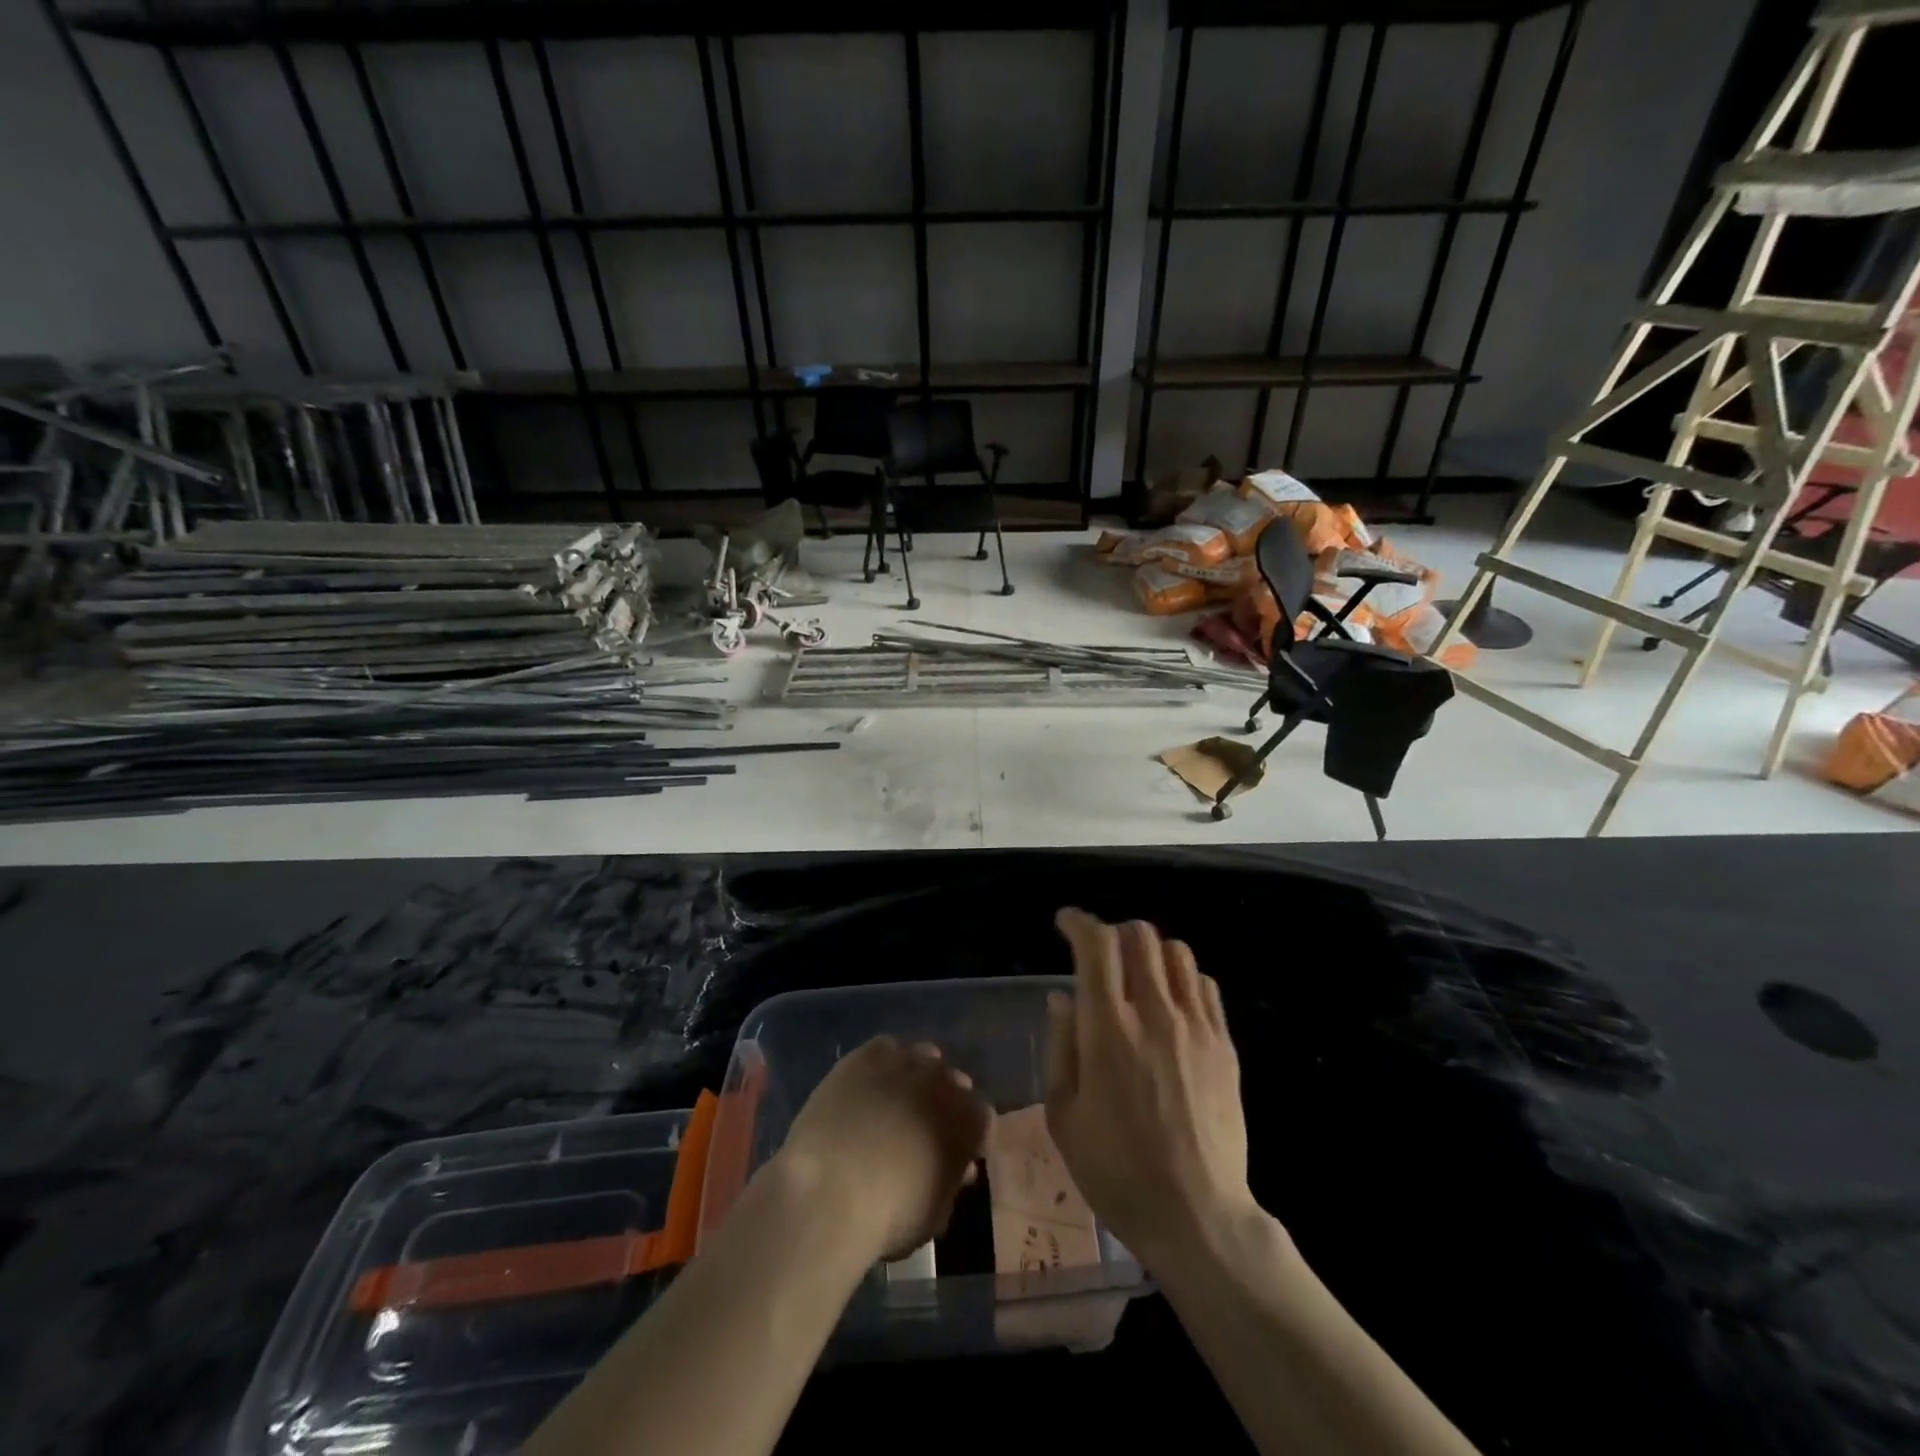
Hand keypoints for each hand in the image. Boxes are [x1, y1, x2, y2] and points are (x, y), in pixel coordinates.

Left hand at [777, 1036, 991, 1262]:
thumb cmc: (889, 1215)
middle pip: (952, 1081)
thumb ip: (952, 1184)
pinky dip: (881, 1064)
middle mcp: (944, 1080)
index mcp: (969, 1120)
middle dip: (943, 1101)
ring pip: (921, 1058)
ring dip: (915, 1076)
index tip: (956, 1154)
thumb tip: (959, 1168)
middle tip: (921, 1128)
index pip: (982, 1118)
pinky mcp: (867, 1055)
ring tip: (893, 1101)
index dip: (969, 1135)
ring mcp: (906, 1061)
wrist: (830, 1190)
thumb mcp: (934, 1214)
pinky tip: (867, 1086)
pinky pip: (884, 1049)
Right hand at [1045, 908, 1255, 1265]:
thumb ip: (1061, 1047)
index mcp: (1109, 1029)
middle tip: (1100, 954)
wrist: (1198, 1217)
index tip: (1065, 922)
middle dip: (1114, 932)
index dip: (1078, 922)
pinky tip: (1171, 1003)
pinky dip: (1182, 978)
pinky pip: (1205, 986)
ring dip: (1150, 951)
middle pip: (1140, 936)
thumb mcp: (1064, 1116)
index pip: (1097, 945)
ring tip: (1136, 975)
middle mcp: (1154, 1013)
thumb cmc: (1117, 1171)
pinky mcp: (1224, 1046)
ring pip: (1177, 953)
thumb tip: (1062, 998)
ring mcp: (1196, 1027)